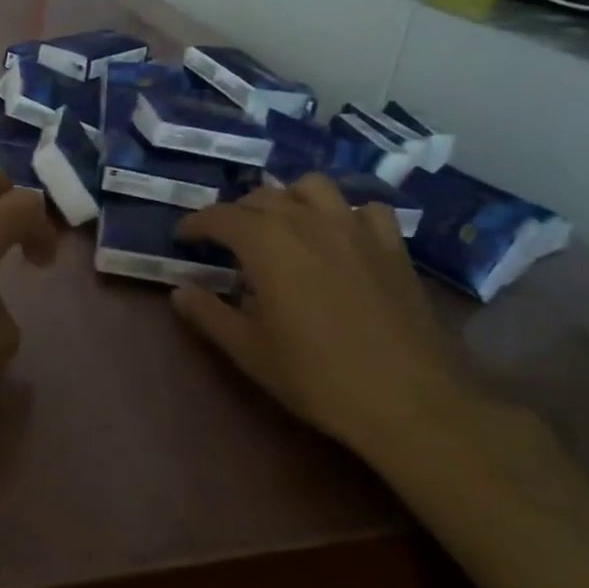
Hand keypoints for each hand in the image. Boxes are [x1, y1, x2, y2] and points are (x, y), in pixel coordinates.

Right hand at [171, 175, 464, 457]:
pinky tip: (341, 237)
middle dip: (237, 213)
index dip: (197, 224)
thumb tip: (179, 291)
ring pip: (312, 187)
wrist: (409, 400)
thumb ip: (208, 314)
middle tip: (227, 240)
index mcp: (266, 242)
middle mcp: (307, 220)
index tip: (184, 237)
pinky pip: (364, 209)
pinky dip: (346, 214)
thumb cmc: (317, 376)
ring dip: (289, 198)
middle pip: (261, 197)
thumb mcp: (249, 351)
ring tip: (282, 225)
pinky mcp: (391, 245)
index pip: (220, 216)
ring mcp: (354, 227)